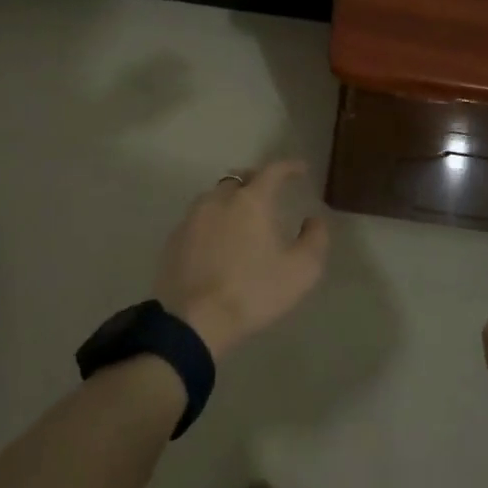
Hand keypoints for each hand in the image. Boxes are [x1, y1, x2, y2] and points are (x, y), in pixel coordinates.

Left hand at [156, 161, 328, 361]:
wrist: (193, 321)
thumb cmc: (253, 292)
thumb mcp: (300, 271)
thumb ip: (314, 240)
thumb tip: (313, 220)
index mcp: (250, 201)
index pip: (272, 171)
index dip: (289, 166)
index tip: (300, 169)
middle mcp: (219, 200)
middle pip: (239, 179)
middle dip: (256, 180)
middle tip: (269, 192)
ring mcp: (192, 218)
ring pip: (214, 197)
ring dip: (231, 199)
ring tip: (241, 217)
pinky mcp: (173, 239)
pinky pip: (197, 219)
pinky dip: (212, 221)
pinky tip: (217, 241)